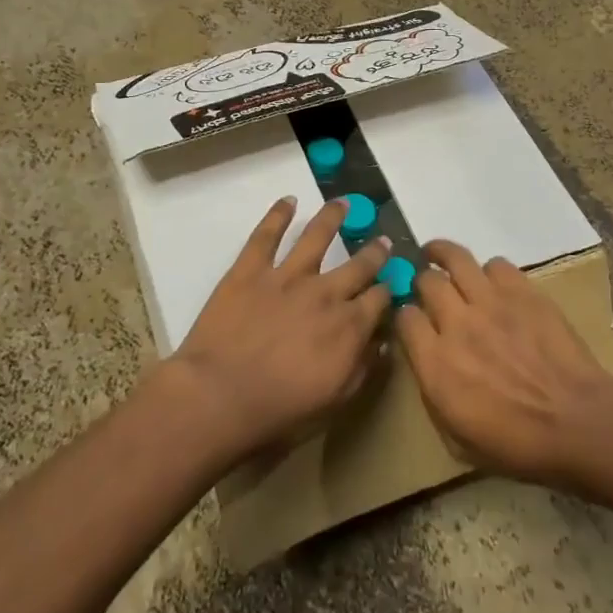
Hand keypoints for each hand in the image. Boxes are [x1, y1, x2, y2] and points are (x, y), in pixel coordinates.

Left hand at [165, 196, 392, 461]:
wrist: (219, 397)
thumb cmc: (279, 411)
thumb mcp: (335, 402)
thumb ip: (363, 369)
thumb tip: (383, 342)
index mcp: (348, 326)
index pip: (379, 299)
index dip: (388, 290)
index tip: (393, 283)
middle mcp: (325, 292)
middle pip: (358, 265)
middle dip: (374, 253)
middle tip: (383, 241)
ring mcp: (287, 276)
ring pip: (316, 237)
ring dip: (332, 218)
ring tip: (342, 203)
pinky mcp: (250, 270)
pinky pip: (266, 235)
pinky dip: (277, 215)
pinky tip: (287, 201)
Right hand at [395, 240, 612, 484]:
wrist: (578, 424)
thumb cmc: (518, 446)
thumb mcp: (458, 440)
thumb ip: (433, 396)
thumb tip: (427, 366)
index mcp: (435, 363)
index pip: (404, 318)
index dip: (405, 317)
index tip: (413, 323)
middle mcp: (457, 323)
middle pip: (426, 281)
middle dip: (423, 282)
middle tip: (428, 287)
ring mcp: (491, 302)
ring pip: (455, 258)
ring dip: (444, 256)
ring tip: (441, 256)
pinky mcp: (523, 291)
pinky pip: (496, 265)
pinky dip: (490, 272)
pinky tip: (494, 283)